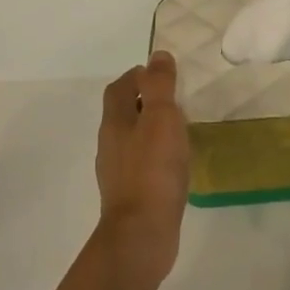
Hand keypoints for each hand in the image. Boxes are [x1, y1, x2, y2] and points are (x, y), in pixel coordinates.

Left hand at [94, 51, 190, 278]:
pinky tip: (175, 165)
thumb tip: (157, 56)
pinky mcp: (131, 195)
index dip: (137, 76)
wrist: (142, 233)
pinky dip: (156, 157)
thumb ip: (159, 86)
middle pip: (122, 113)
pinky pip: (142, 166)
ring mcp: (118, 173)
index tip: (160, 74)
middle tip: (174, 100)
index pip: (119, 88)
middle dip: (144, 102)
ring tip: (179, 130)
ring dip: (150, 130)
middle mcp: (111, 145)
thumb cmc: (153, 170)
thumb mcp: (161, 119)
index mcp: (115, 123)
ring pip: (132, 140)